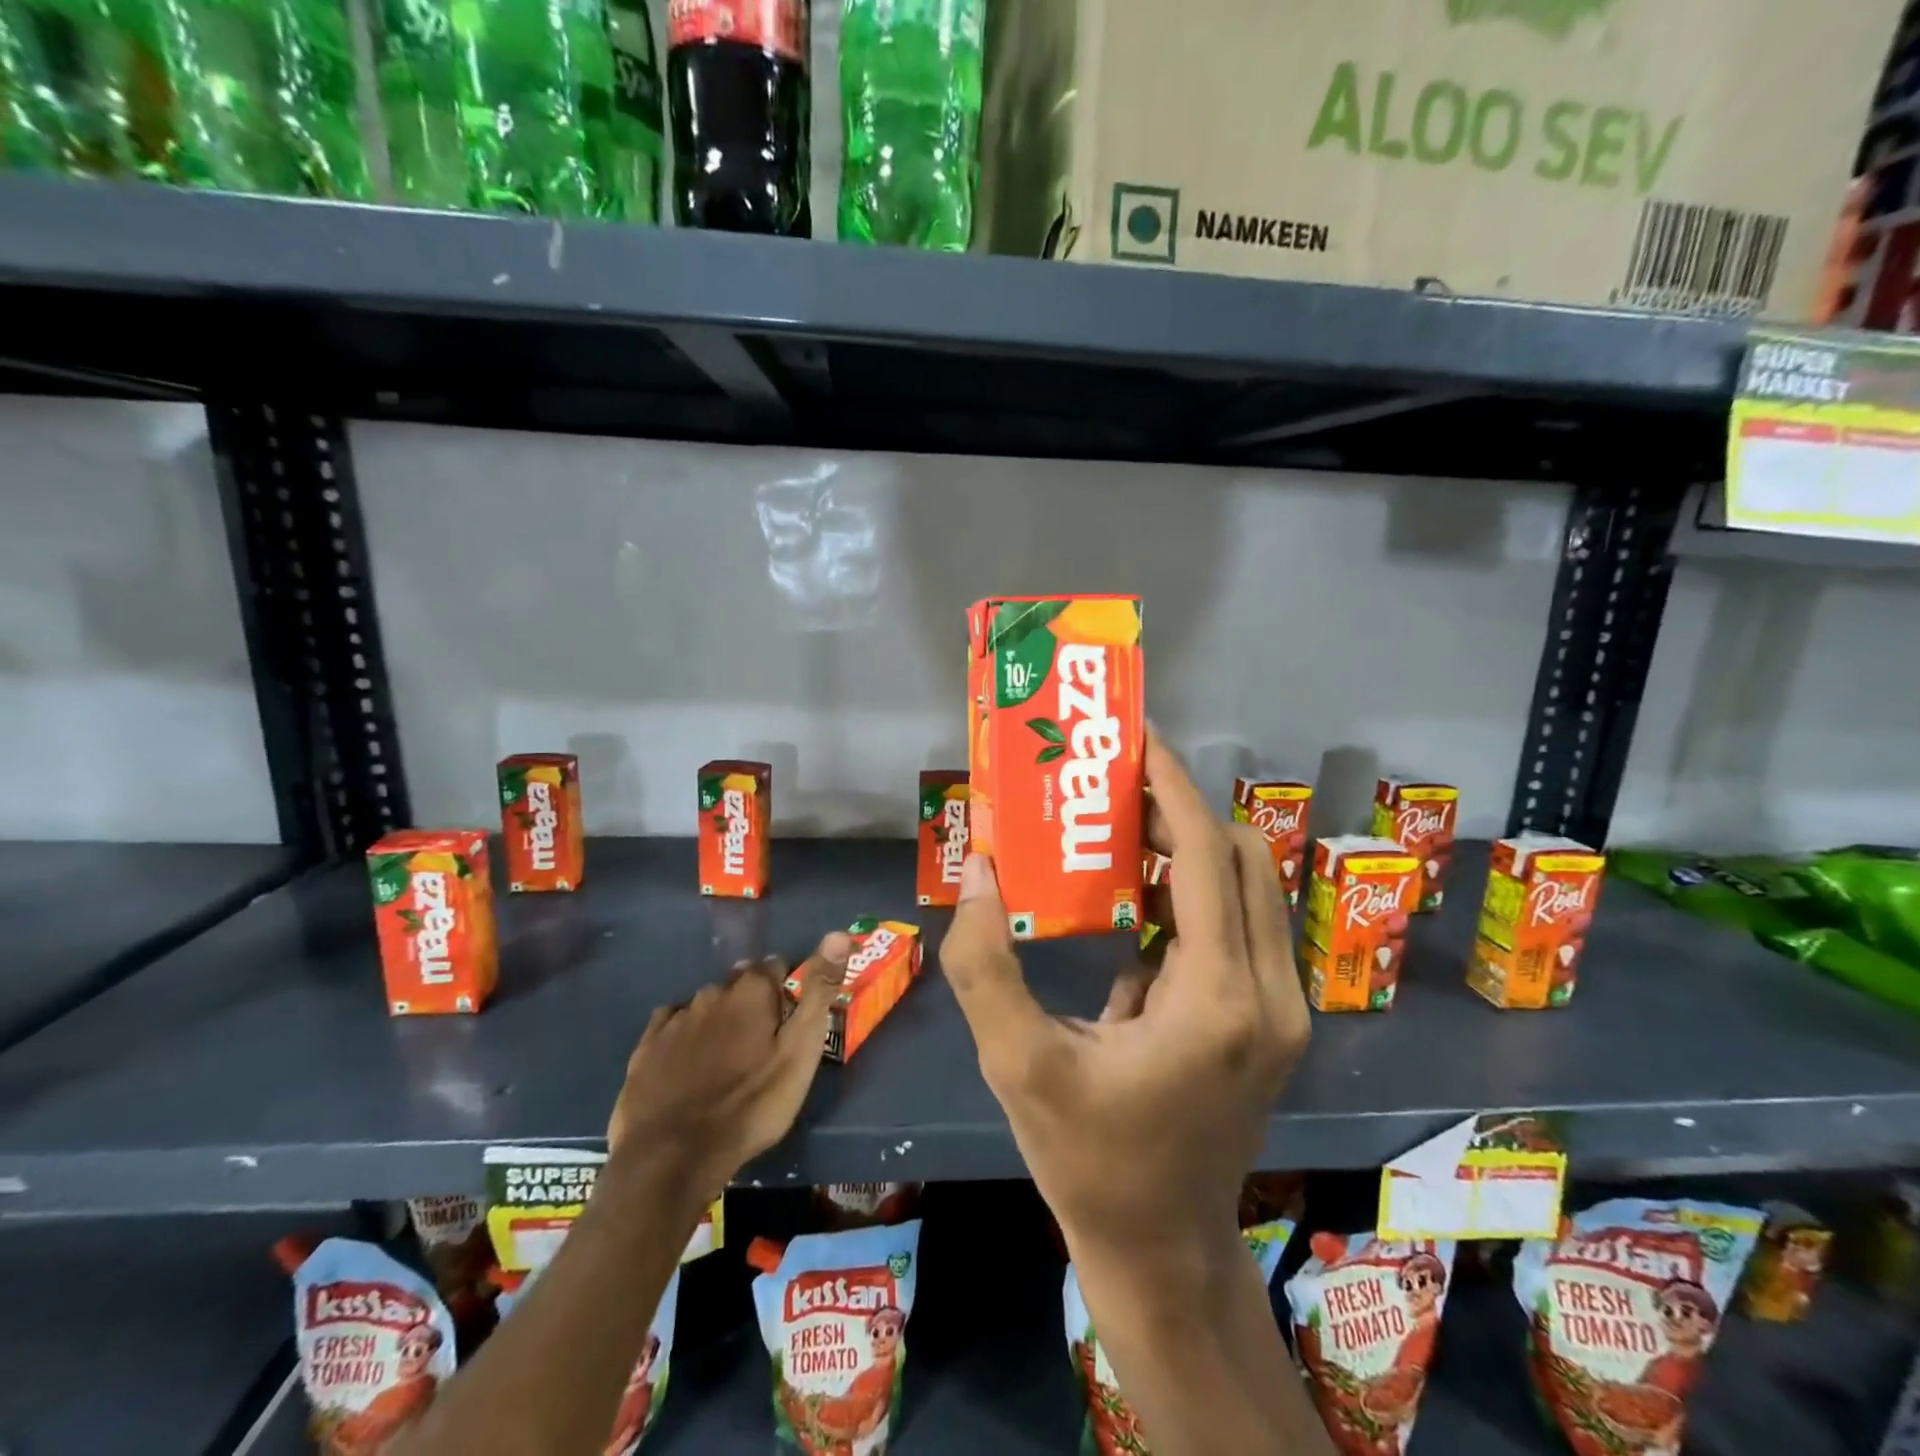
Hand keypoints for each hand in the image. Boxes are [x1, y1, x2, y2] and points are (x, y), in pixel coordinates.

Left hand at [606, 931, 851, 1197]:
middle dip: (753, 1003)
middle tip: (763, 1043)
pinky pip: (672, 1026)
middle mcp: (712, 992)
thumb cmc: (751, 1104)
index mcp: (752, 990)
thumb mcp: (801, 1051)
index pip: (777, 966)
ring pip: (707, 1006)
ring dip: (720, 1020)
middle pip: (740, 984)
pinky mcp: (646, 1047)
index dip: (788, 989)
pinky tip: (689, 1063)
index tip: (793, 1019)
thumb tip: (839, 933)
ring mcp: (675, 1019)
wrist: (671, 1157)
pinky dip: (685, 1036)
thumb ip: (819, 991)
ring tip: (728, 1059)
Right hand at [939, 729, 1308, 1266]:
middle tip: (1113, 784)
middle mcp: (1270, 992)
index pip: (1208, 855)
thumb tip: (979, 869)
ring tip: (1120, 826)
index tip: (1136, 736)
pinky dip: (1195, 891)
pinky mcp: (1269, 1020)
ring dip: (1190, 846)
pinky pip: (1241, 925)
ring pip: (1250, 888)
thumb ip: (984, 963)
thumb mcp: (1016, 1062)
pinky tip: (1136, 899)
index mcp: (1218, 998)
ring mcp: (1280, 1008)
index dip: (1173, 785)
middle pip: (1242, 857)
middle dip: (1180, 807)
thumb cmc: (1087, 1159)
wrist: (1160, 1249)